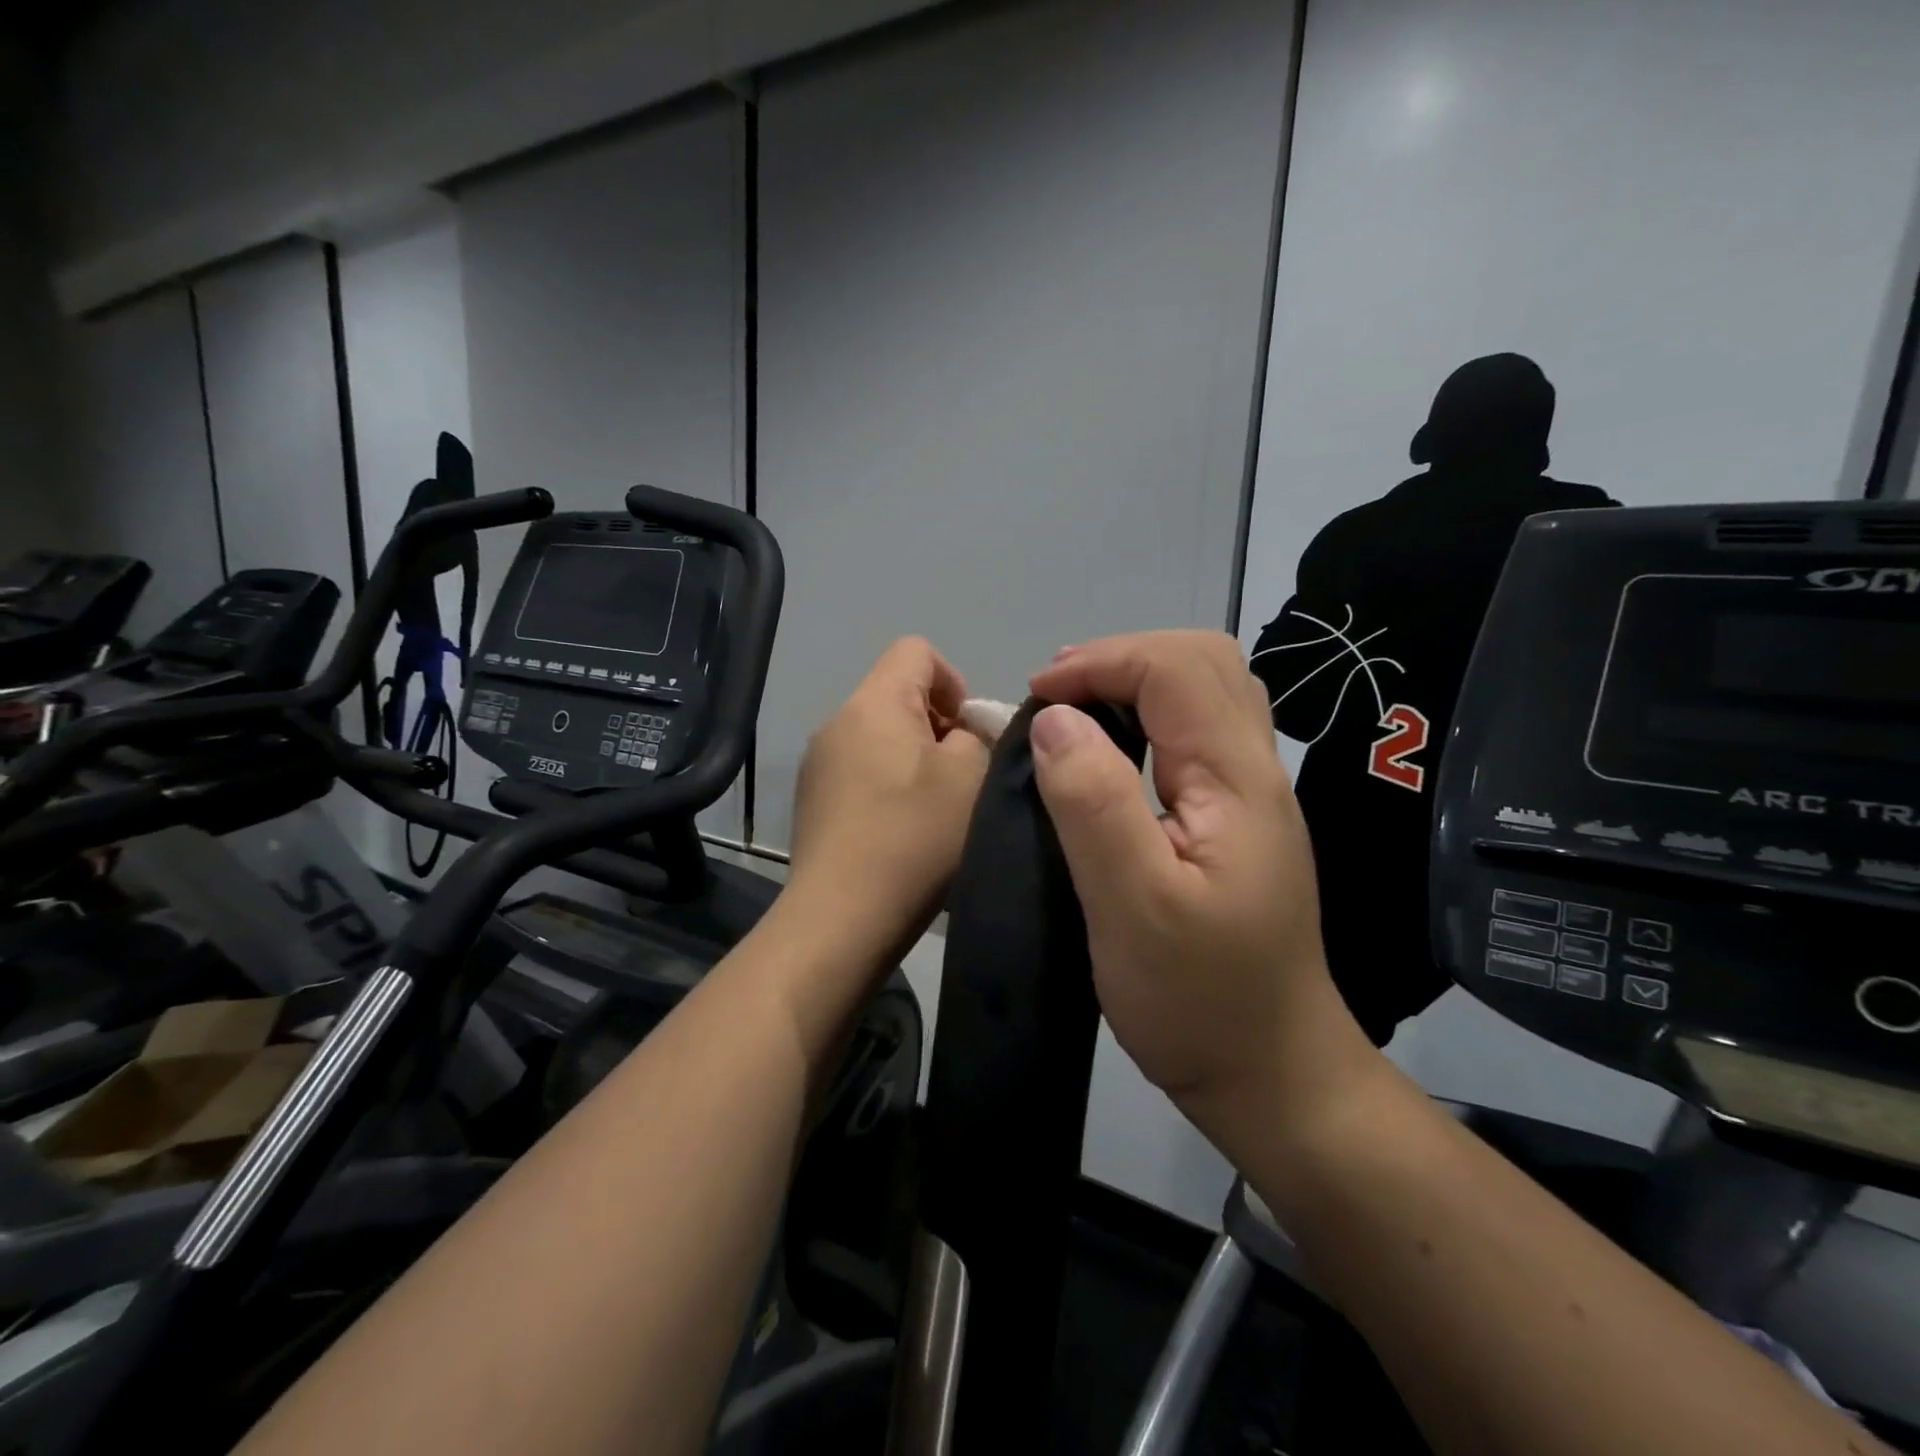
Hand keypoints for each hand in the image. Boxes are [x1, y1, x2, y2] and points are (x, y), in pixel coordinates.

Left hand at [787, 637, 989, 956]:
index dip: (954, 680)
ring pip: (881, 736)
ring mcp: (818, 764)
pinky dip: (890, 786)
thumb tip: (962, 734)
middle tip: (962, 777)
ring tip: (934, 810)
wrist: (840, 919)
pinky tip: (902, 832)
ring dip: (916, 759)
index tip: (970, 733)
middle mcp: (837, 722)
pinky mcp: (813, 802)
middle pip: (898, 694)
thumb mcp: (970, 777)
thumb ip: (978, 735)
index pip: (916, 650)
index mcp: (873, 703)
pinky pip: (862, 770)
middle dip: (940, 725)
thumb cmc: (913, 838)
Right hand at [1027, 631, 1377, 1150]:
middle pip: (1204, 663)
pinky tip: (1109, 751)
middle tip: (1057, 693)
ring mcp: (1251, 796)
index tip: (1038, 697)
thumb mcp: (1132, 905)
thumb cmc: (1198, 1000)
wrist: (1272, 1075)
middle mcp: (1256, 772)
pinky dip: (1146, 717)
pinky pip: (1196, 734)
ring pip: (1205, 694)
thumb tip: (1056, 719)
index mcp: (1237, 782)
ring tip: (1074, 710)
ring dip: (1135, 682)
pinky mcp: (1236, 821)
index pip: (1176, 669)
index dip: (1102, 662)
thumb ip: (1094, 803)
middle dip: (1122, 658)